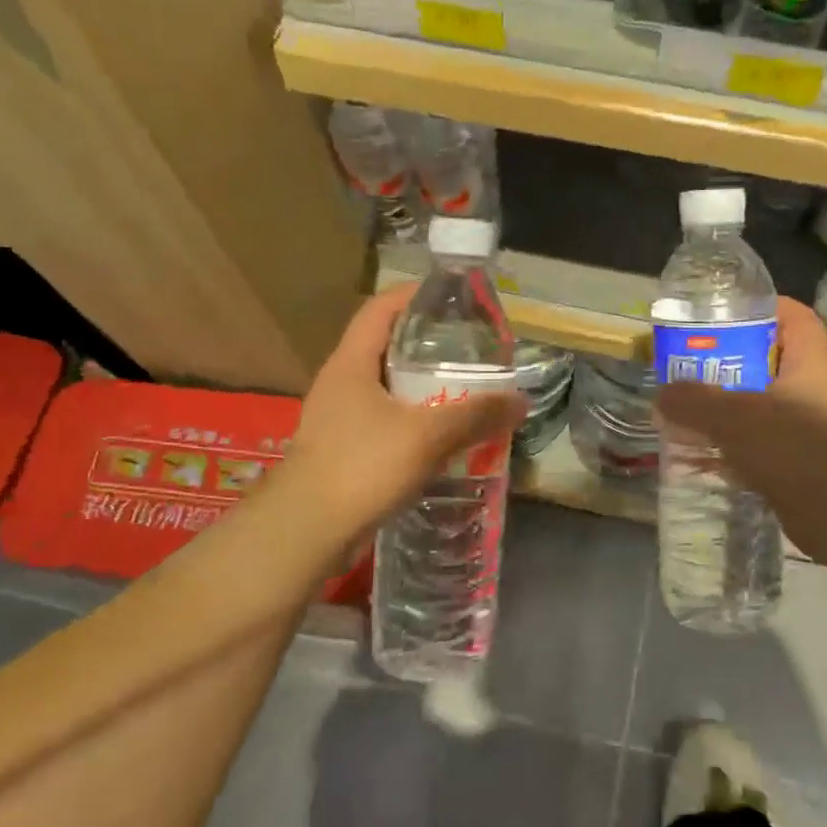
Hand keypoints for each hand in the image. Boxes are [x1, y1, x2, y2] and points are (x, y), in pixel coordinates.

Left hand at [284, 285, 526, 544]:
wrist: (307, 531)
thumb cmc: (361, 466)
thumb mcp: (426, 436)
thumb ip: (475, 415)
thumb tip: (520, 402)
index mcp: (351, 363)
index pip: (381, 308)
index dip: (415, 295)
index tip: (454, 298)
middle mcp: (341, 382)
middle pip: (387, 347)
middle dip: (428, 345)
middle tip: (470, 350)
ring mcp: (339, 418)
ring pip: (388, 388)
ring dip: (423, 388)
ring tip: (464, 391)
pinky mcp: (345, 450)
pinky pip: (386, 422)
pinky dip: (415, 422)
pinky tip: (442, 437)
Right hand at [655, 298, 826, 565]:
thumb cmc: (797, 450)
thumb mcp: (737, 419)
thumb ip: (695, 403)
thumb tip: (663, 395)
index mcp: (810, 366)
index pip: (796, 319)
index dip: (765, 308)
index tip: (727, 313)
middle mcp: (816, 393)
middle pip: (772, 365)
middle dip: (731, 365)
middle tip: (692, 369)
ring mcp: (814, 432)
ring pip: (765, 409)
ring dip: (730, 412)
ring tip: (690, 415)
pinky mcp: (807, 467)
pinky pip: (765, 447)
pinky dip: (737, 450)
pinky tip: (705, 460)